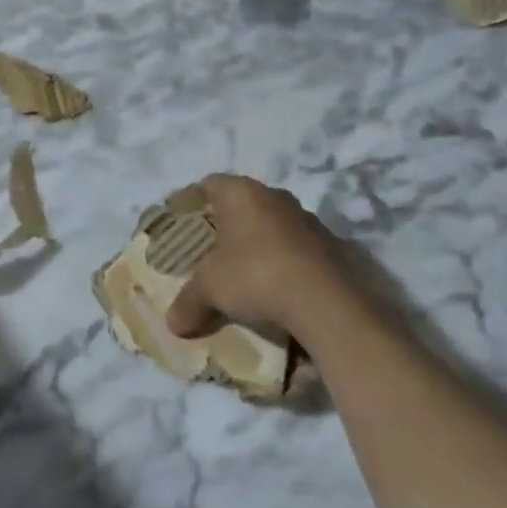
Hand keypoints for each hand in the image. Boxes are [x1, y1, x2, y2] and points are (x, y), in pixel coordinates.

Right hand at [166, 174, 368, 340]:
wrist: (326, 303)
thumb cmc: (255, 275)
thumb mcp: (210, 289)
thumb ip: (189, 301)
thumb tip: (173, 323)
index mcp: (241, 193)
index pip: (210, 184)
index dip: (195, 201)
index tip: (185, 222)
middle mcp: (275, 196)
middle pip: (244, 203)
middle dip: (228, 224)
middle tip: (212, 249)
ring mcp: (307, 219)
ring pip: (274, 224)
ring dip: (260, 242)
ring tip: (246, 271)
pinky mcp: (332, 245)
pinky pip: (298, 247)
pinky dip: (286, 261)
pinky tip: (278, 287)